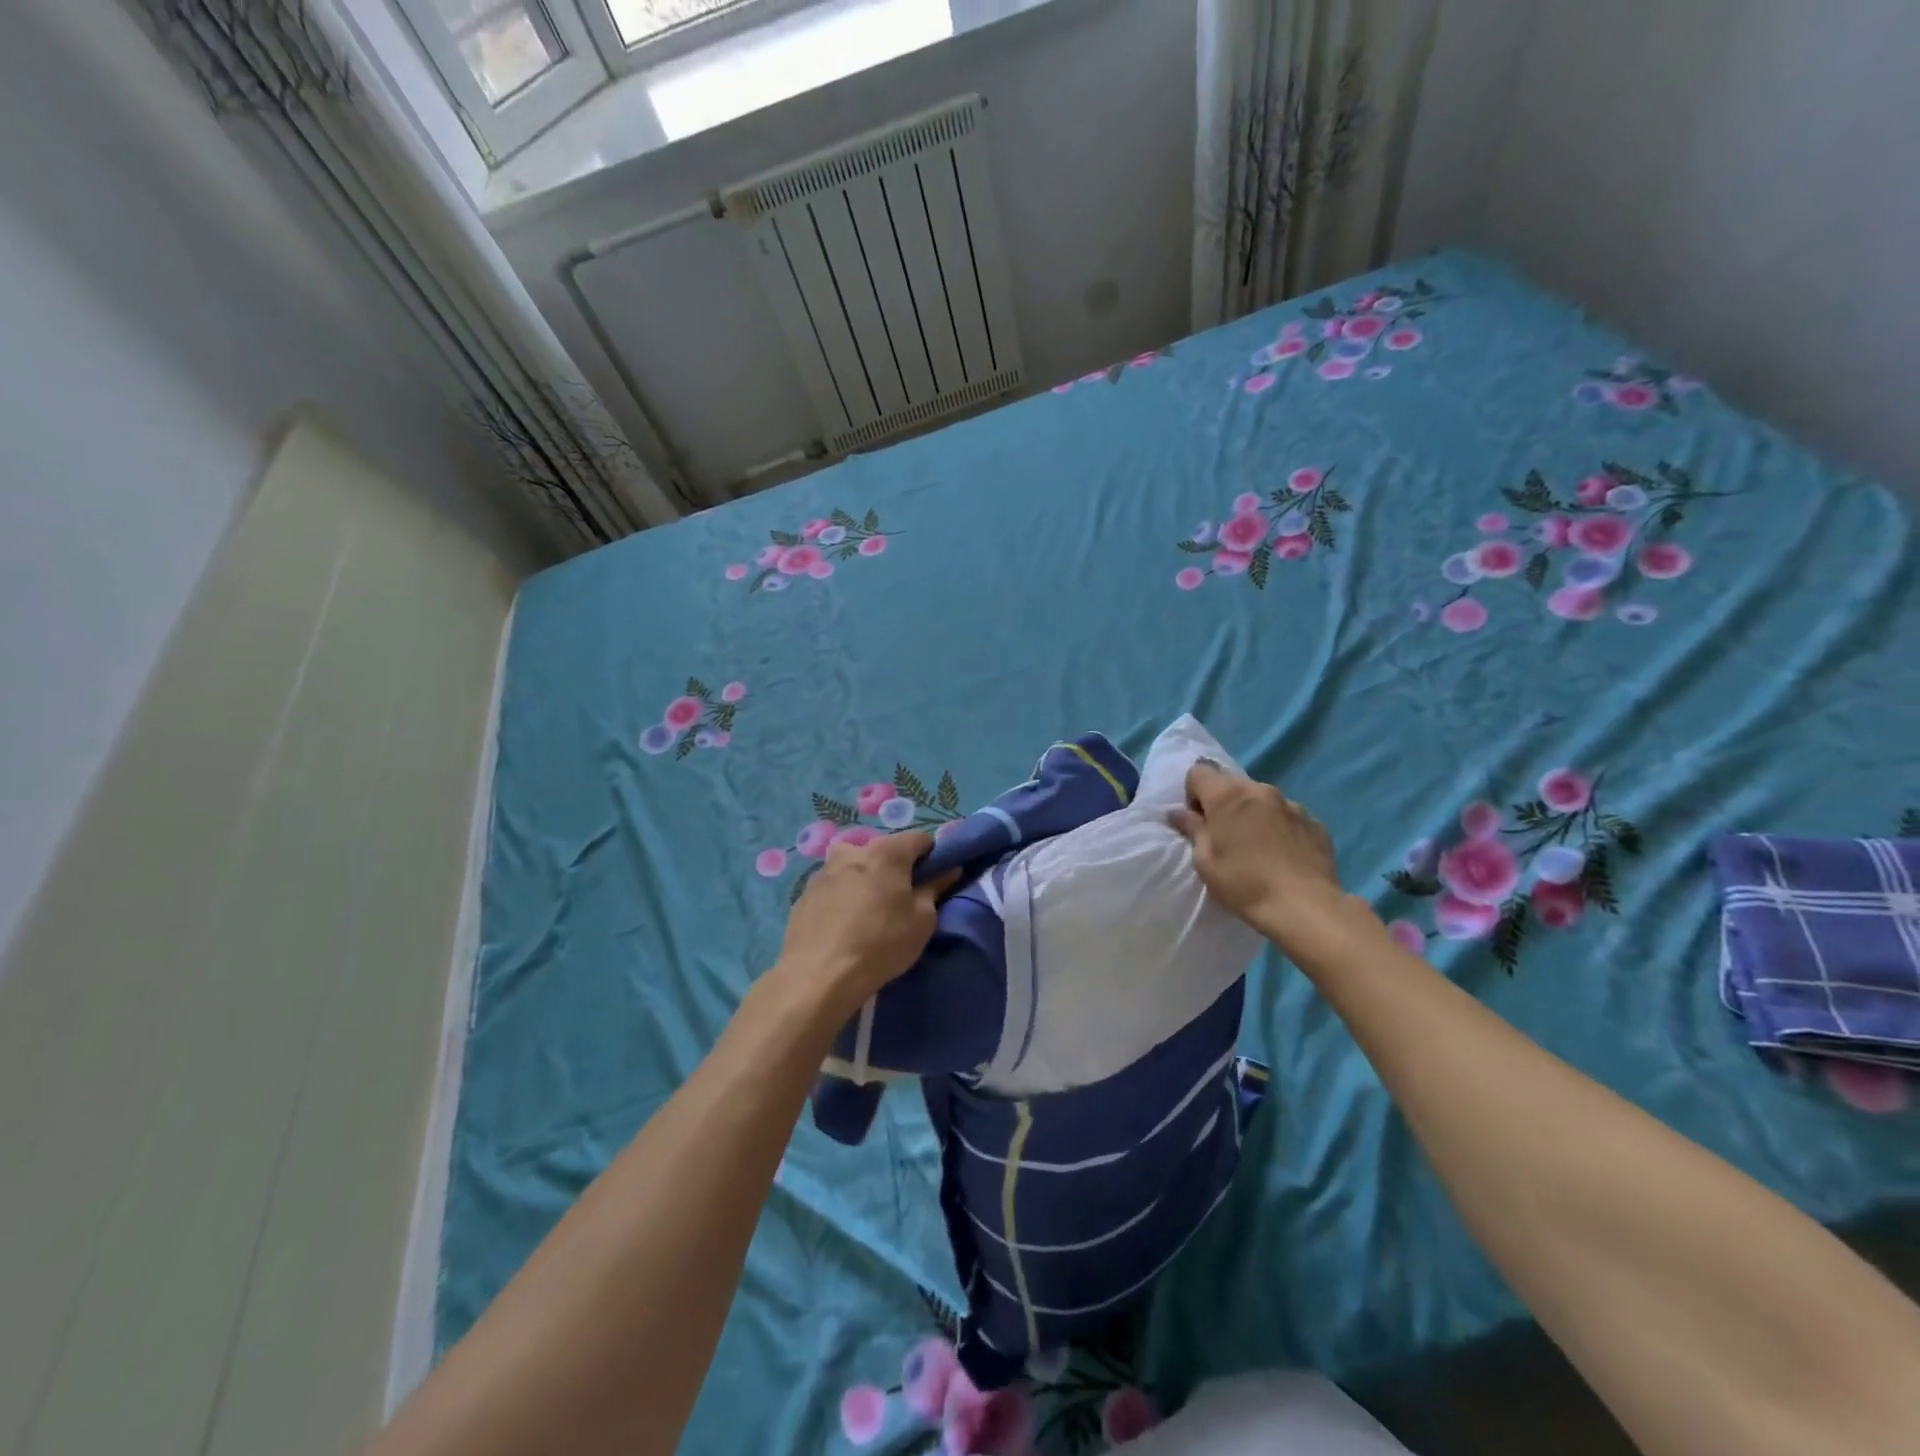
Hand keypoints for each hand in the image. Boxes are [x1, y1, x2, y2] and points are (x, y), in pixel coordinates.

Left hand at [773, 832, 958, 1018]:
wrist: (818, 976)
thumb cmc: (881, 944)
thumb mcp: (922, 920)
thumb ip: (935, 888)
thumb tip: (948, 870)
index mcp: (885, 851)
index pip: (920, 839)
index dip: (932, 857)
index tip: (933, 881)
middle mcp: (852, 850)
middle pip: (884, 851)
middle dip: (896, 869)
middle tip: (901, 901)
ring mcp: (824, 871)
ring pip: (856, 868)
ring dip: (868, 882)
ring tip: (870, 915)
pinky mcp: (805, 893)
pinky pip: (835, 887)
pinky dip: (845, 897)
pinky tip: (845, 926)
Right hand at [1169, 760, 1351, 947]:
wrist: (1305, 908)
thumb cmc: (1244, 884)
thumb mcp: (1205, 861)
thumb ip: (1192, 829)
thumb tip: (1177, 812)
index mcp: (1228, 795)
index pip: (1199, 772)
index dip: (1193, 794)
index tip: (1198, 822)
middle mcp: (1260, 790)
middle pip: (1232, 784)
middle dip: (1224, 804)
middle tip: (1225, 837)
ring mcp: (1292, 804)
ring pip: (1262, 800)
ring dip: (1254, 814)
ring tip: (1258, 848)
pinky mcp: (1315, 822)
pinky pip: (1288, 817)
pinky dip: (1280, 828)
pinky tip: (1283, 856)